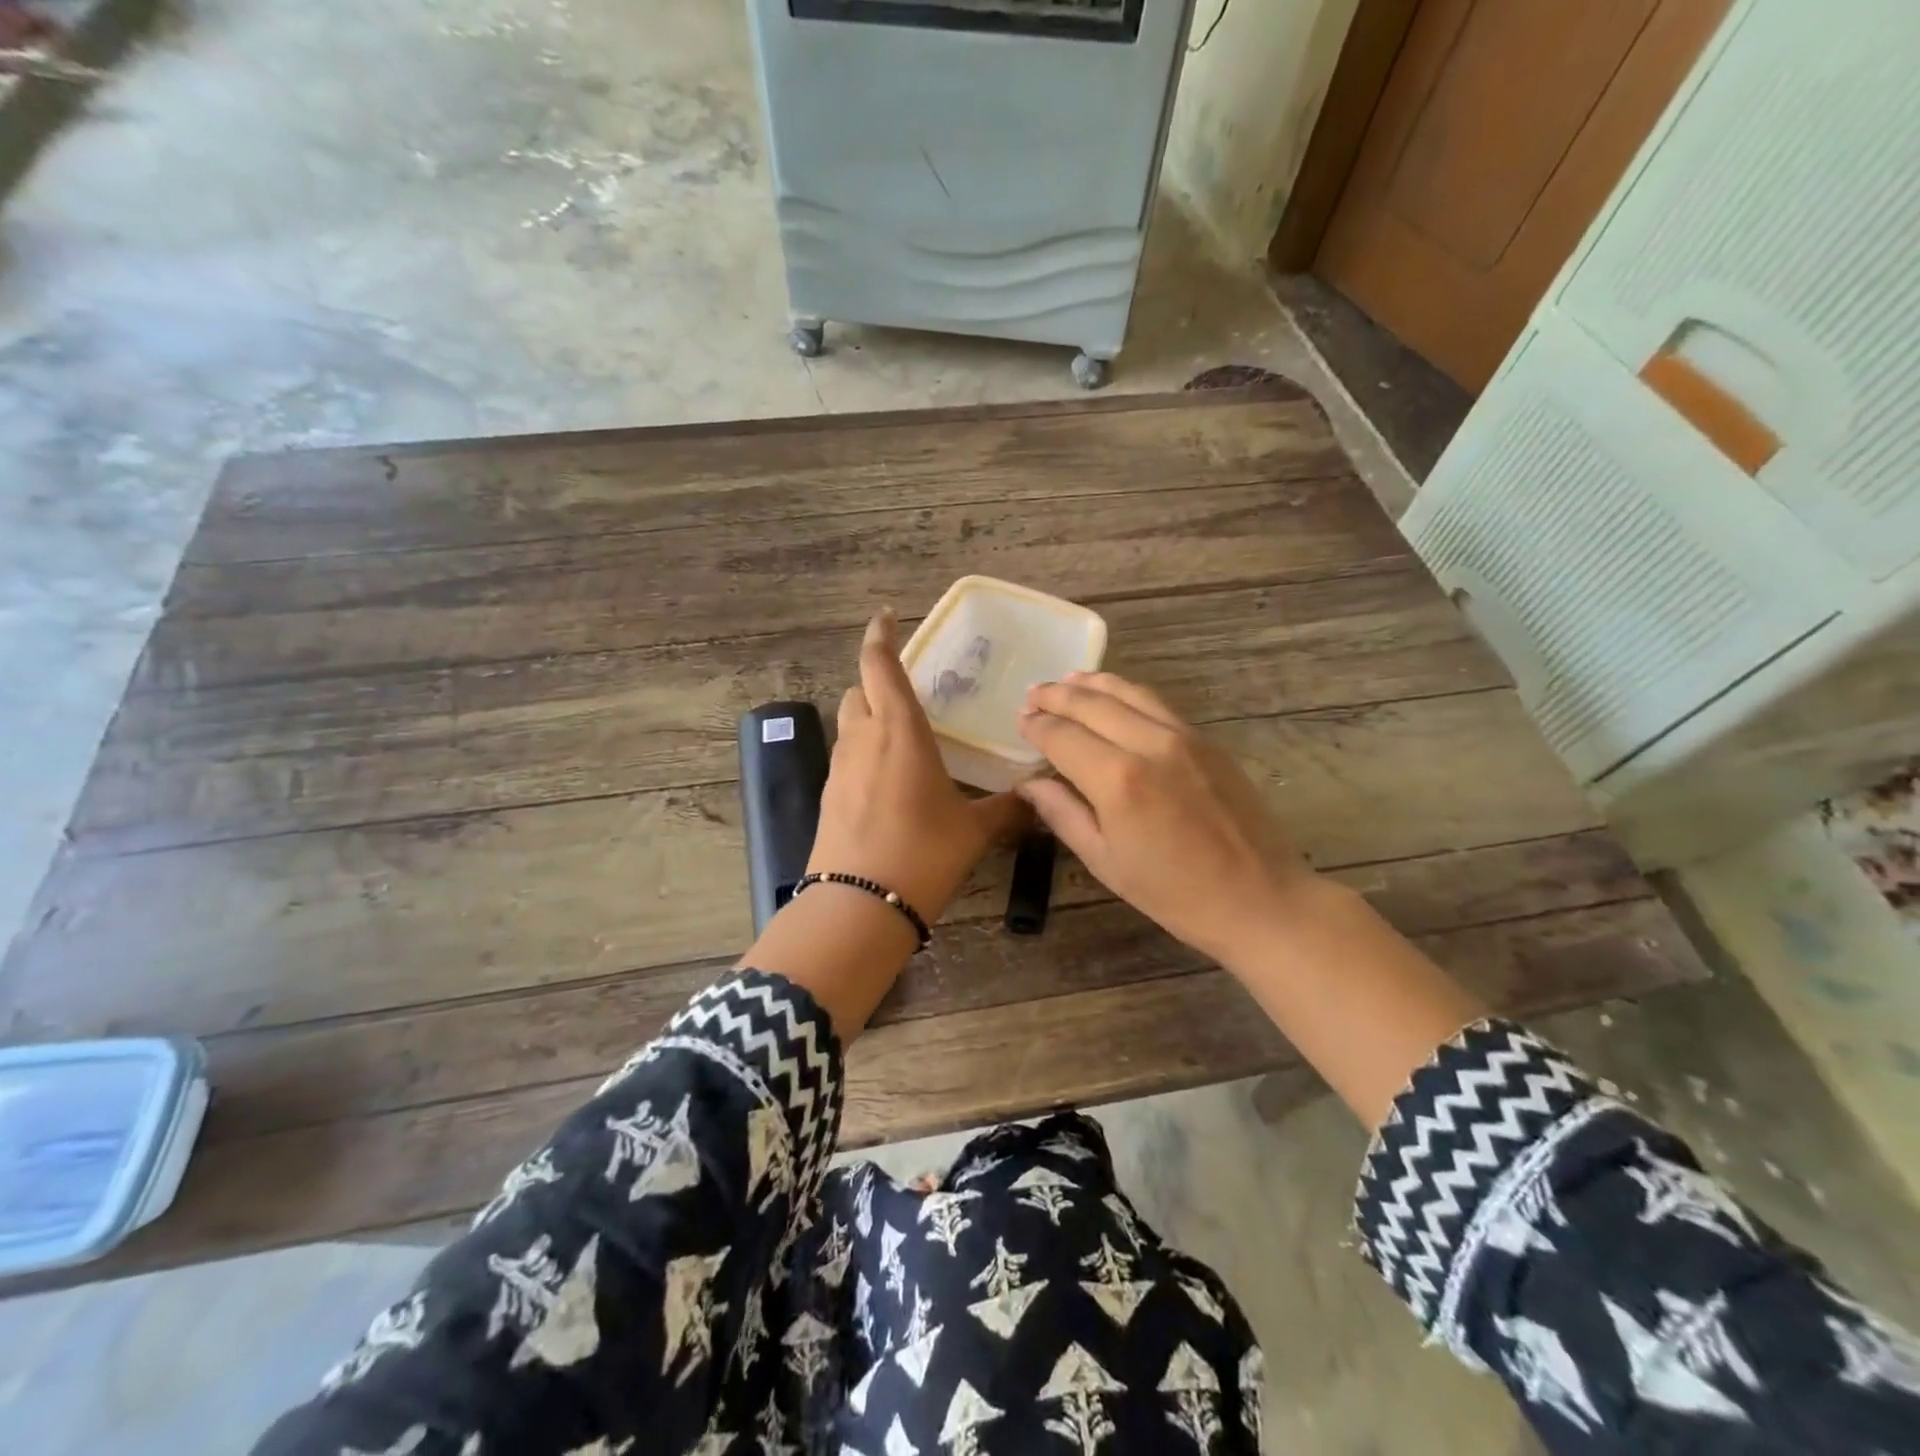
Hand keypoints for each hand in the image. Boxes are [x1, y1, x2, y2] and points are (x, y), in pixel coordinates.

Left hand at [809, 608, 1029, 922]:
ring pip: (850, 724)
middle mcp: (863, 739)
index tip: (886, 617)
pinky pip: (847, 757)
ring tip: (904, 737)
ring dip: (869, 717)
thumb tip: (1041, 799)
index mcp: (899, 731)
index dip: (880, 636)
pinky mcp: (829, 796)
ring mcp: (840, 768)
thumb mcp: (973, 831)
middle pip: (859, 690)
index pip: (879, 665)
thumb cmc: (922, 854)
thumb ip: (1009, 810)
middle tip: (911, 692)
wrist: (859, 906)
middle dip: (877, 682)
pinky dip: (864, 752)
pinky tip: (889, 781)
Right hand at [1016, 672, 1312, 962]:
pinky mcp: (1207, 740)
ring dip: (1091, 683)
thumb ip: (1063, 814)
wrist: (1260, 899)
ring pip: (1127, 691)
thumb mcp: (1106, 862)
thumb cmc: (1174, 894)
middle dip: (1056, 696)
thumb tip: (1029, 783)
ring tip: (1066, 681)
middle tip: (1032, 694)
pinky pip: (1156, 703)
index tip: (1020, 722)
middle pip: (1092, 703)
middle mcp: (1148, 744)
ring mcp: (1183, 736)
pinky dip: (1126, 692)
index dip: (1036, 726)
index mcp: (1117, 780)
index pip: (1062, 736)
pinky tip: (1113, 695)